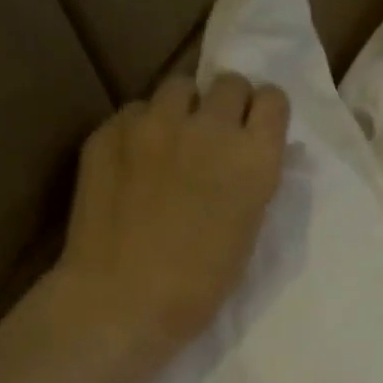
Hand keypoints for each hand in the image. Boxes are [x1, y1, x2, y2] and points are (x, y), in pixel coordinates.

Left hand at [49, 72, 288, 365]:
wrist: (123, 299)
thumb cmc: (201, 284)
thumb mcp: (248, 231)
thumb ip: (253, 182)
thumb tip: (251, 156)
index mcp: (254, 158)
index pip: (272, 99)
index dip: (264, 115)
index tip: (257, 133)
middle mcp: (208, 127)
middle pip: (228, 83)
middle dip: (228, 106)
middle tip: (217, 140)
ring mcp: (153, 123)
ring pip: (178, 88)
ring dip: (184, 110)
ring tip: (173, 144)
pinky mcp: (109, 130)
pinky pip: (136, 111)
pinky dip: (142, 129)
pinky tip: (135, 165)